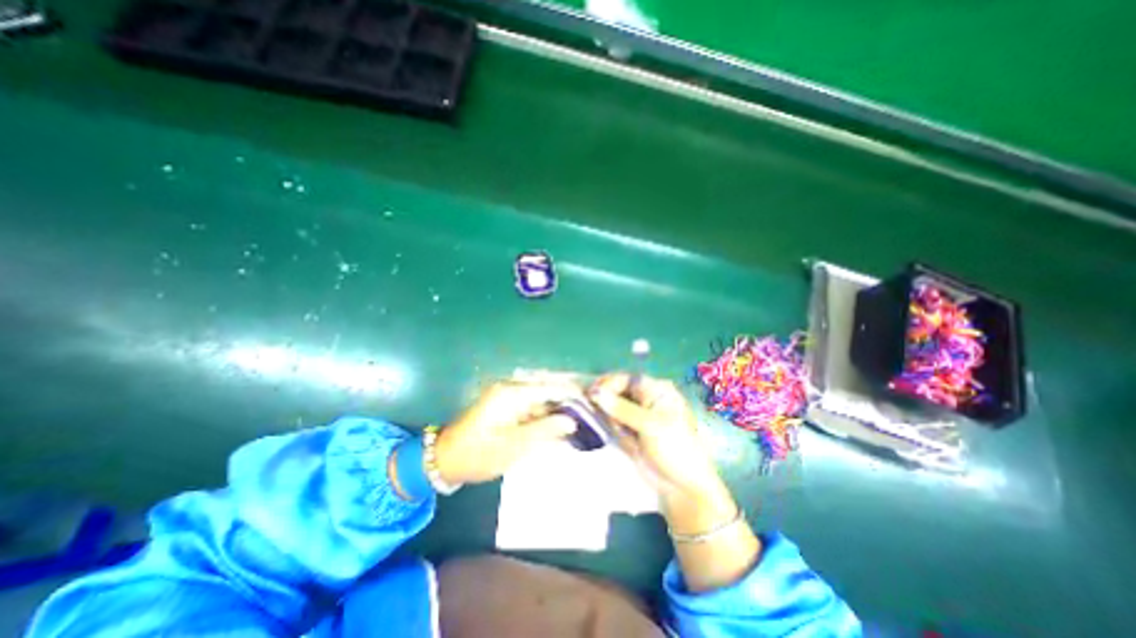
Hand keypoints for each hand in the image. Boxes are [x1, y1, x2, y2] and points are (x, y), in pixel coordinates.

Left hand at [432, 380, 579, 482]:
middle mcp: (512, 388)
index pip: (550, 387)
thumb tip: (573, 420)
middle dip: (568, 402)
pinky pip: (532, 406)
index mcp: (512, 393)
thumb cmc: (479, 454)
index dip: (572, 395)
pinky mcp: (506, 405)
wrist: (446, 459)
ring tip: (578, 423)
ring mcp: (508, 395)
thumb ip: (546, 430)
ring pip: (541, 398)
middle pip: (547, 390)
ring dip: (557, 410)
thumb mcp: (514, 446)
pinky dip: (545, 416)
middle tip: (588, 416)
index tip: (592, 405)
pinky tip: (557, 427)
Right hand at [585, 375, 726, 513]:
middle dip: (607, 400)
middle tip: (606, 418)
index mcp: (656, 389)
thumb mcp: (650, 425)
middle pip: (617, 389)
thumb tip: (596, 393)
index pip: (625, 378)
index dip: (607, 384)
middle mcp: (646, 396)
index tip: (591, 395)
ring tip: (623, 433)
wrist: (682, 485)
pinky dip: (612, 425)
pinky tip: (622, 436)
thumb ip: (622, 408)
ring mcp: (638, 412)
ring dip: (610, 416)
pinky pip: (614, 419)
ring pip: (612, 404)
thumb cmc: (673, 448)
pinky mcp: (631, 427)